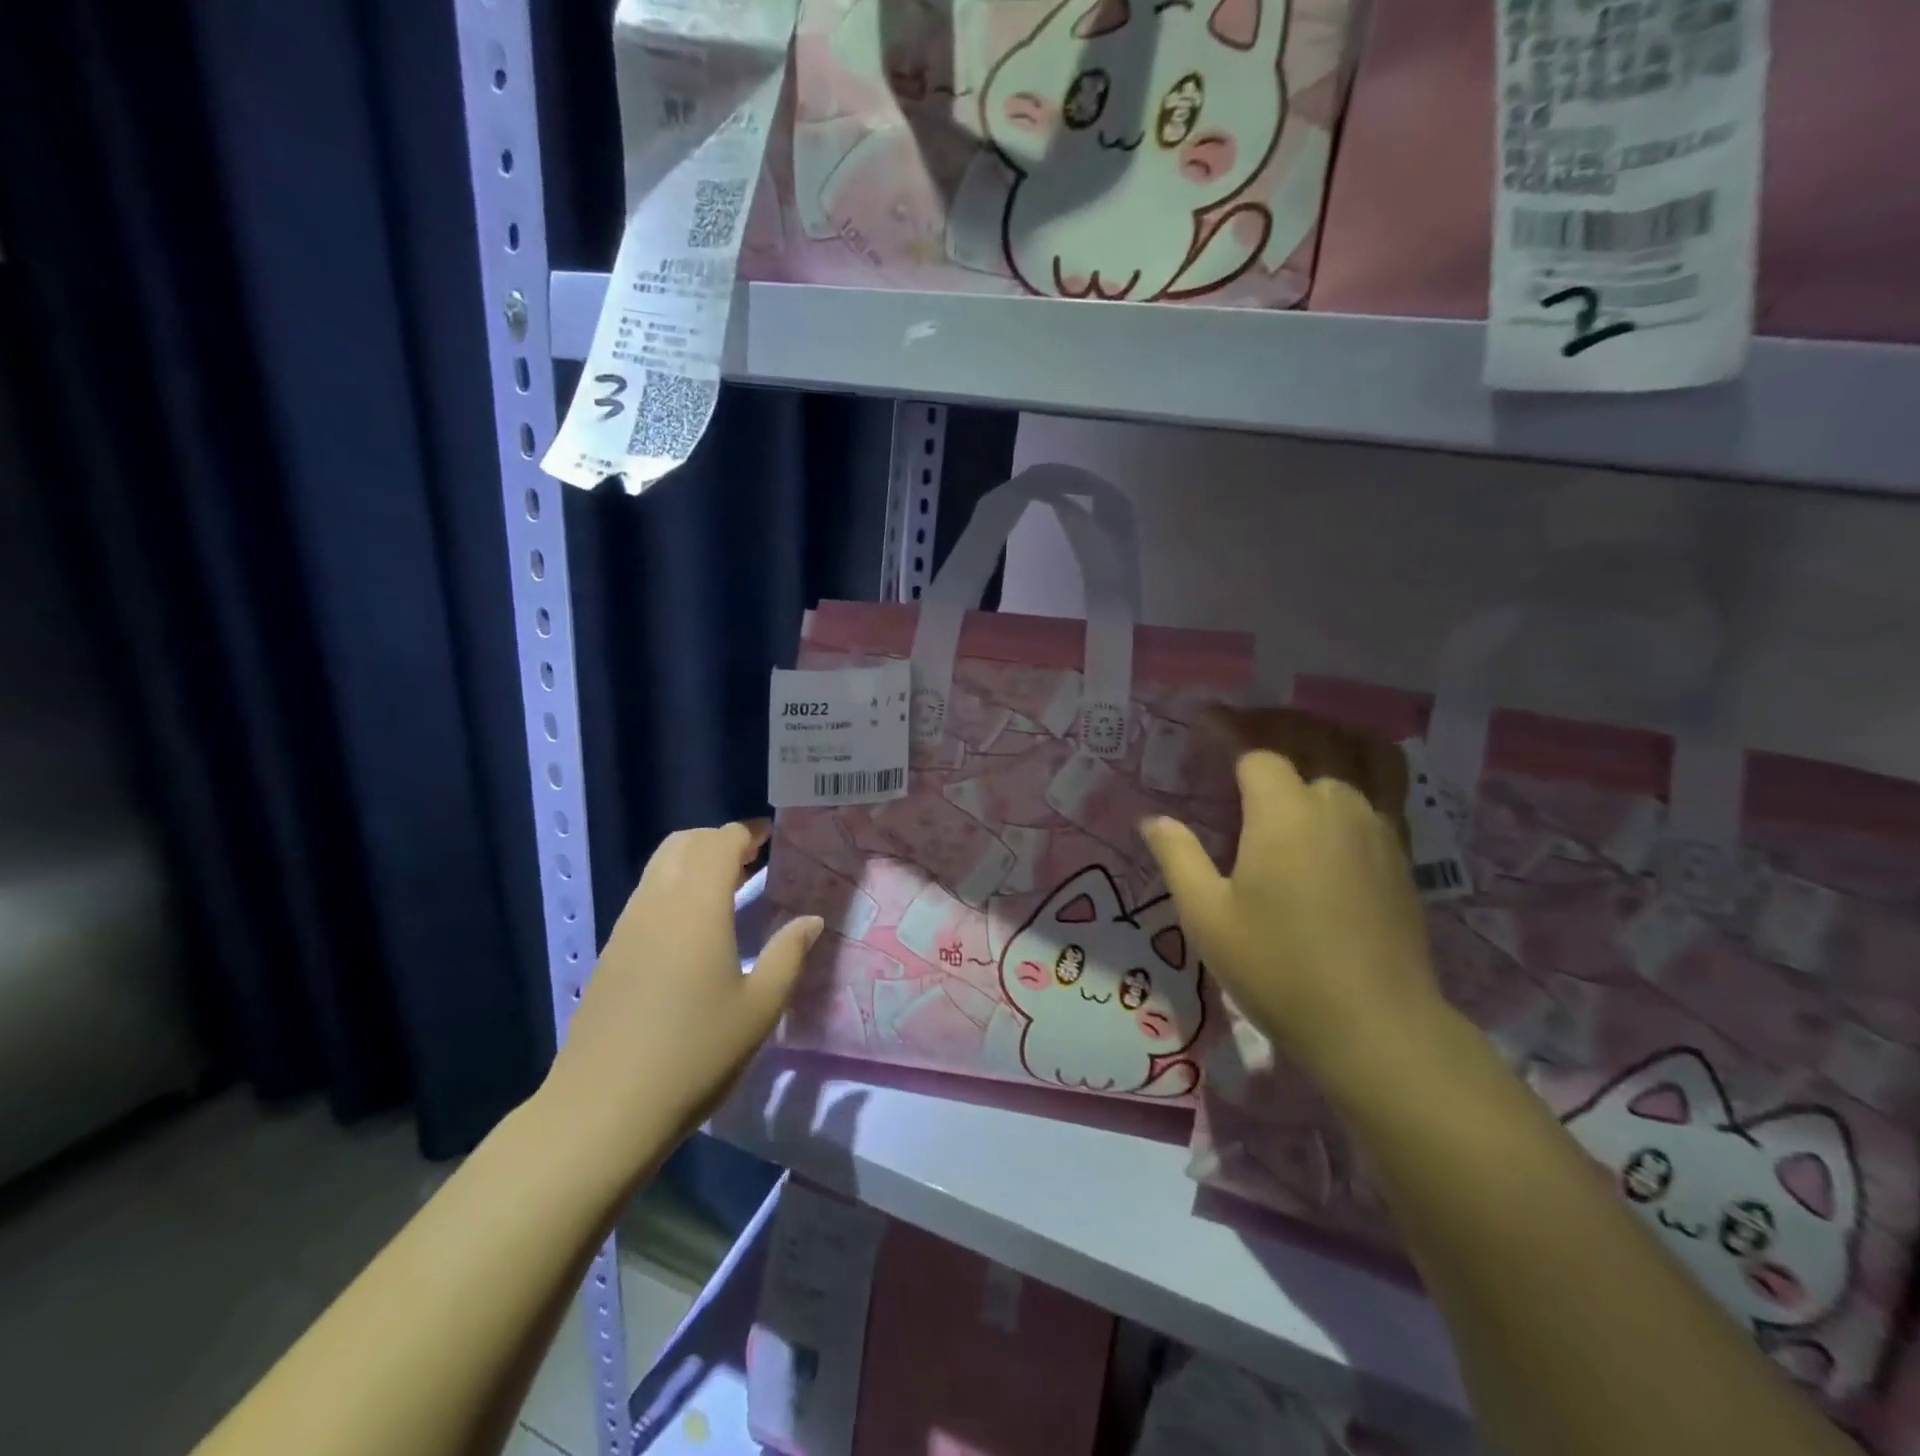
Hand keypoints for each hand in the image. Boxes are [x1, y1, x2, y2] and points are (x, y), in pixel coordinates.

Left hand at [543, 821, 821, 1163]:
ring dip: (693, 861)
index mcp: (696, 906)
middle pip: (683, 843)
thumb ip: (789, 954)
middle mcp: (657, 903)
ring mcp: (627, 927)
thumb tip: (811, 920)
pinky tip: (694, 927)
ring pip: (659, 867)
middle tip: (752, 858)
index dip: (747, 832)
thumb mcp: (760, 1008)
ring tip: (728, 886)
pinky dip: (674, 887)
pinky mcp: (611, 953)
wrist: (603, 1110)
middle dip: (718, 840)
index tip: (771, 837)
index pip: (719, 842)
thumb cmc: (695, 1054)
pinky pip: (646, 896)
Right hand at [1142, 751, 1443, 1088]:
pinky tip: (1341, 780)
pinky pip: (1387, 780)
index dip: (1227, 728)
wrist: (1374, 1024)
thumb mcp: (1206, 916)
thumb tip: (1153, 819)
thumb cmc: (1278, 968)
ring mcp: (1376, 824)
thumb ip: (1177, 857)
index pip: (1255, 748)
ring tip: (1296, 737)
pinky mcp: (1401, 850)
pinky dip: (1361, 759)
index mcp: (1284, 812)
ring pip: (1358, 750)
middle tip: (1240, 723)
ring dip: (1323, 731)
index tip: (1202, 720)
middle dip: (1271, 720)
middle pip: (1310, 735)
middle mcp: (1336, 802)